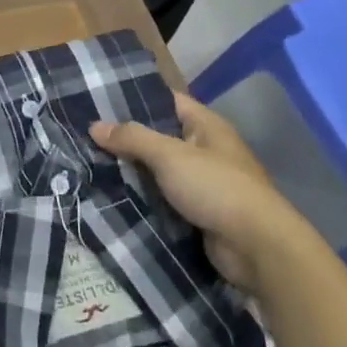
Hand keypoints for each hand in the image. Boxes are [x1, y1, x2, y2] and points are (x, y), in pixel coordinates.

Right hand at [92, 92, 285, 294]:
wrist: (257, 247)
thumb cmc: (216, 187)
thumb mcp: (169, 155)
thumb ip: (132, 138)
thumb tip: (95, 126)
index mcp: (206, 125)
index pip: (168, 101)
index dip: (137, 99)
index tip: (101, 102)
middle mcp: (208, 149)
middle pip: (162, 137)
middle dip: (130, 140)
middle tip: (89, 138)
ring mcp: (207, 184)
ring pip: (162, 171)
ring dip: (136, 172)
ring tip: (94, 167)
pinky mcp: (202, 214)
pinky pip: (168, 199)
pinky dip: (147, 199)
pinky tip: (118, 198)